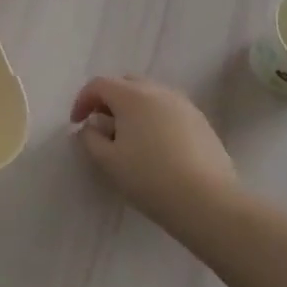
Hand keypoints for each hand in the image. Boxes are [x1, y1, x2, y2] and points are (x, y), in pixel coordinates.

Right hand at [71, 75, 240, 239]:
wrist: (209, 203)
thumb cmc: (150, 178)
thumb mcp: (108, 161)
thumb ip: (90, 138)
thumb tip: (91, 126)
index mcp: (132, 96)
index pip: (98, 85)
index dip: (82, 101)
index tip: (77, 123)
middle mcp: (158, 91)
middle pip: (126, 84)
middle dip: (109, 100)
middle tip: (102, 126)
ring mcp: (184, 105)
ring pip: (150, 95)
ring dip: (133, 108)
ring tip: (130, 137)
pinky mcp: (202, 122)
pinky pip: (169, 110)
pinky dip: (155, 118)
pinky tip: (156, 146)